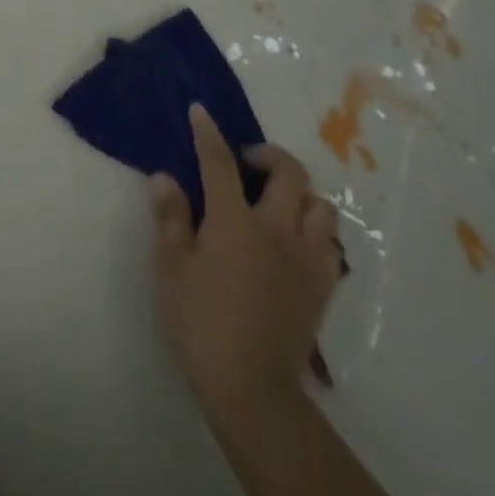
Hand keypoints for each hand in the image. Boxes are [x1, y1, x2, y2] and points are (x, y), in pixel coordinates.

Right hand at [151, 105, 341, 417]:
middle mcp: (278, 228)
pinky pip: (329, 242)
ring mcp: (308, 256)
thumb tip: (165, 177)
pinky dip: (314, 231)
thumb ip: (170, 218)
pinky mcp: (324, 283)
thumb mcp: (171, 269)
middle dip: (268, 155)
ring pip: (320, 205)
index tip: (201, 111)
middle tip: (247, 162)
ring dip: (299, 193)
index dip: (209, 134)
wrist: (251, 384)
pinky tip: (294, 243)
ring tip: (276, 203)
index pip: (220, 163)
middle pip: (288, 173)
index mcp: (235, 221)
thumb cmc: (201, 322)